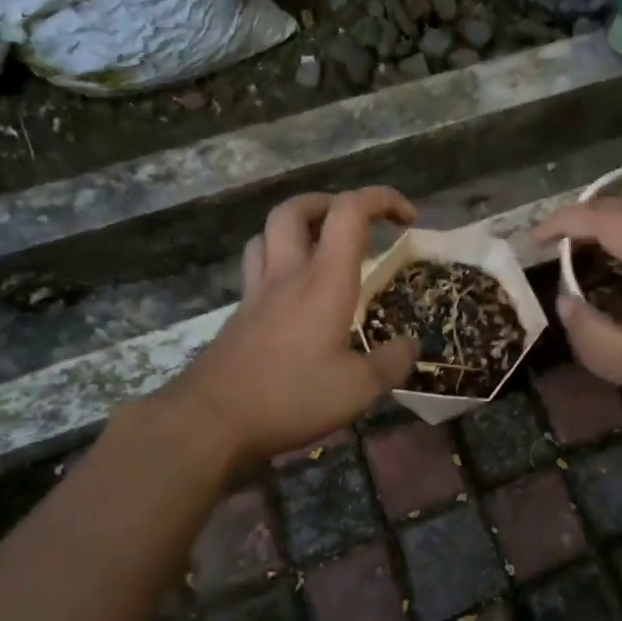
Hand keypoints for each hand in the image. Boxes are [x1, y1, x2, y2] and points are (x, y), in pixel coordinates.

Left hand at [166, 188, 419, 463]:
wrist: (209, 421)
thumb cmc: (290, 398)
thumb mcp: (358, 390)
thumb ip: (391, 363)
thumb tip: (411, 345)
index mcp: (325, 280)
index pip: (350, 212)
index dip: (382, 199)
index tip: (408, 218)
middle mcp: (289, 273)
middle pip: (297, 209)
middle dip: (331, 202)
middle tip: (356, 224)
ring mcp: (258, 291)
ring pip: (269, 232)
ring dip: (299, 227)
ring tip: (322, 248)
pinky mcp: (240, 313)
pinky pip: (257, 265)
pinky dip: (277, 259)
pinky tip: (292, 291)